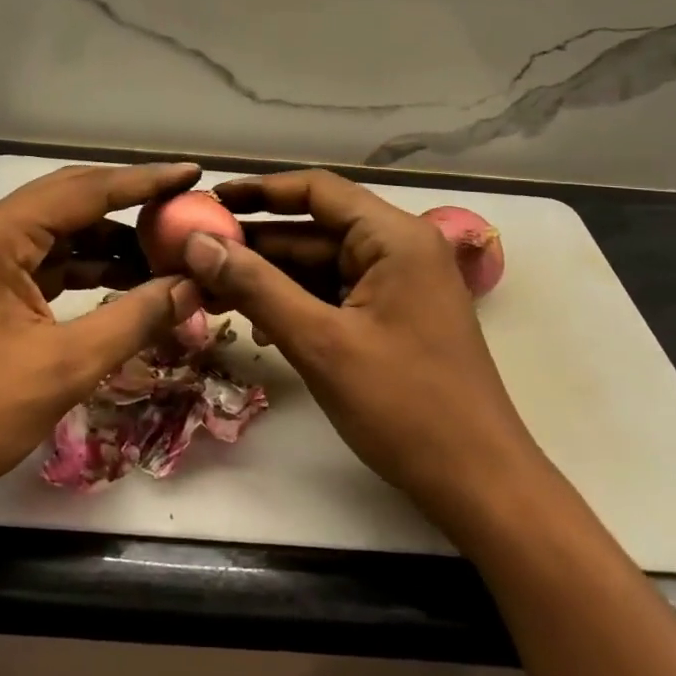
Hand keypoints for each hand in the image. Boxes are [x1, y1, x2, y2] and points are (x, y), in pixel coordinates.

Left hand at [0, 162, 203, 521]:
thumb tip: (194, 286)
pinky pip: (44, 258)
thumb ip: (135, 318)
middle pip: (72, 199)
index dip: (145, 182)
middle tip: (184, 209)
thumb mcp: (66, 365)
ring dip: (109, 240)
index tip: (193, 173)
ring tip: (164, 255)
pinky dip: (84, 266)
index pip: (87, 190)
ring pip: (60, 230)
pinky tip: (123, 281)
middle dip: (130, 205)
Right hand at [180, 169, 548, 530]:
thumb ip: (256, 287)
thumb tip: (197, 243)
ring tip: (212, 291)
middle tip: (196, 256)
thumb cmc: (405, 406)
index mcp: (394, 237)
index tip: (209, 201)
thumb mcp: (321, 343)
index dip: (260, 191)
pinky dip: (297, 304)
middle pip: (315, 230)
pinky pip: (335, 295)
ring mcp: (399, 285)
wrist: (480, 485)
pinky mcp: (394, 318)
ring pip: (321, 266)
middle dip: (256, 245)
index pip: (317, 190)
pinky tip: (259, 326)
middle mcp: (399, 249)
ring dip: (271, 279)